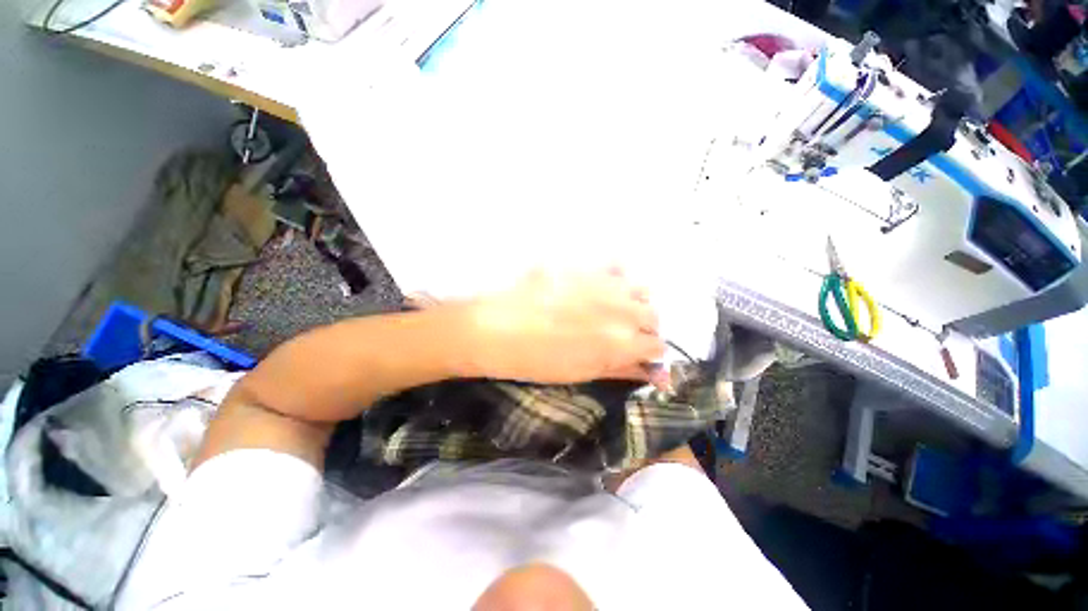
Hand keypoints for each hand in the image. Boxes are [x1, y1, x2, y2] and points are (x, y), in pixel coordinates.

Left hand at [464, 269, 665, 385]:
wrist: (495, 328)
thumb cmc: (536, 361)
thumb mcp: (581, 373)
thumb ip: (620, 369)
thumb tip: (651, 373)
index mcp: (621, 342)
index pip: (657, 346)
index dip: (649, 354)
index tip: (638, 355)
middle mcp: (621, 308)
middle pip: (653, 316)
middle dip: (643, 328)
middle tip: (621, 334)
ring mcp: (603, 282)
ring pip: (640, 289)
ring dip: (634, 302)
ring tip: (612, 309)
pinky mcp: (584, 265)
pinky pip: (615, 265)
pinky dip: (616, 277)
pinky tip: (600, 286)